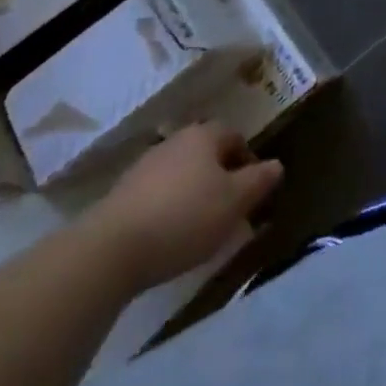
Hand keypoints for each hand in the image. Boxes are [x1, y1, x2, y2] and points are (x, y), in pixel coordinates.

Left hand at [83, 124, 283, 289]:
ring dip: (194, 194)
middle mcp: (174, 142)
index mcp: (204, 135)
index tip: (253, 192)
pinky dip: (169, 210)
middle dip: (222, 179)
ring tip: (200, 229)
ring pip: (182, 175)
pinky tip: (169, 237)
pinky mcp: (121, 195)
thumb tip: (276, 165)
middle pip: (207, 154)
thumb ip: (260, 180)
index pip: (235, 137)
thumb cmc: (184, 218)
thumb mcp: (234, 202)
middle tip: (230, 211)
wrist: (109, 250)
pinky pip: (157, 196)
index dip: (249, 162)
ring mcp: (144, 167)